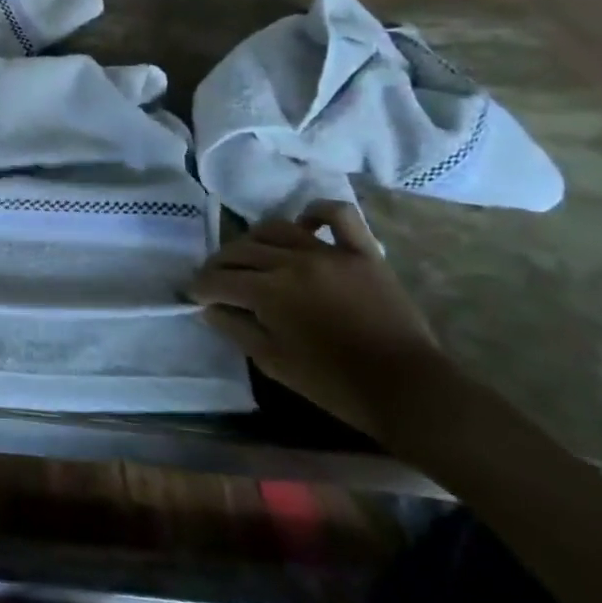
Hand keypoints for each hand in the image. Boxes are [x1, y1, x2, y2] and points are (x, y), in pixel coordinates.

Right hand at [191, 201, 452, 441]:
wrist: (408, 389)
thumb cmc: (334, 384)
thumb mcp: (273, 363)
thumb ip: (237, 330)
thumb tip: (209, 309)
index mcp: (269, 292)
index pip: (219, 280)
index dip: (200, 288)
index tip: (193, 295)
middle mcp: (293, 262)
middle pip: (241, 250)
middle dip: (219, 265)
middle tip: (215, 279)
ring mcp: (330, 252)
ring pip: (277, 229)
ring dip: (254, 240)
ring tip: (251, 256)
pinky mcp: (363, 252)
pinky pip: (338, 216)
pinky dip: (316, 213)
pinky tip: (304, 223)